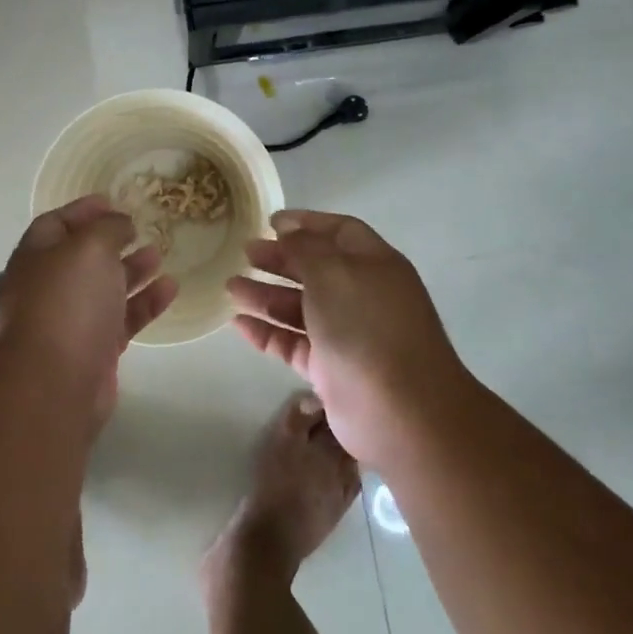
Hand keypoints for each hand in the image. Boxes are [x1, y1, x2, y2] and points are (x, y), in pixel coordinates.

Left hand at [0, 195, 176, 425]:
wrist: (56, 382)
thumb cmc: (68, 302)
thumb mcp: (90, 248)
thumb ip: (108, 228)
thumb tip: (120, 224)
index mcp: (37, 256)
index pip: (56, 223)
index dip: (83, 210)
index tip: (114, 201)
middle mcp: (51, 286)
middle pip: (83, 256)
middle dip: (112, 240)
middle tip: (142, 228)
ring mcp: (72, 319)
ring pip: (106, 287)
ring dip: (133, 269)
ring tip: (160, 254)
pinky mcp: (95, 349)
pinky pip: (123, 318)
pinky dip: (146, 302)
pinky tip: (171, 289)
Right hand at [227, 210, 467, 466]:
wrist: (401, 411)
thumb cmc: (366, 326)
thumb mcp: (332, 272)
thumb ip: (305, 248)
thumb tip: (288, 233)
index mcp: (374, 264)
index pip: (340, 231)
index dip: (307, 223)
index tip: (270, 222)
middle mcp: (363, 296)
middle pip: (316, 269)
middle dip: (280, 259)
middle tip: (245, 253)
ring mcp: (347, 335)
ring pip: (300, 308)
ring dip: (266, 295)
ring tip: (231, 287)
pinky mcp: (331, 370)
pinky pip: (293, 344)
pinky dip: (268, 332)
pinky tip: (239, 324)